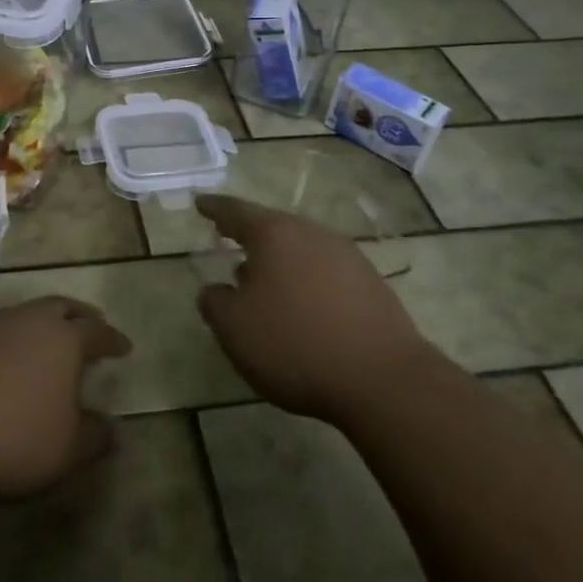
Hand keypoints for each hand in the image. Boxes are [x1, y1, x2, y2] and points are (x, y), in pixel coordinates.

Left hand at [0, 298, 131, 503]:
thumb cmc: (14, 440)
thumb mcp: (67, 450)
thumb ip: (94, 436)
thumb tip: (113, 429)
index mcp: (63, 339)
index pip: (98, 332)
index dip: (113, 339)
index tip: (124, 346)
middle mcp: (28, 321)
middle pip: (60, 307)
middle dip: (80, 315)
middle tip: (91, 323)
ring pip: (23, 315)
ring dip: (40, 325)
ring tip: (45, 344)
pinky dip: (7, 342)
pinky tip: (3, 364)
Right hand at [196, 194, 425, 426]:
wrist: (382, 379)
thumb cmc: (294, 344)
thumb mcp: (235, 329)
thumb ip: (215, 303)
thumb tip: (215, 290)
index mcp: (274, 234)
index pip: (236, 212)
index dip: (215, 208)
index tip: (200, 202)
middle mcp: (311, 234)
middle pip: (273, 227)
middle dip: (250, 235)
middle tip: (230, 239)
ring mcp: (347, 256)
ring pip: (301, 249)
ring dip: (279, 261)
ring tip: (262, 280)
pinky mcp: (371, 284)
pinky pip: (325, 271)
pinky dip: (306, 280)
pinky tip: (302, 306)